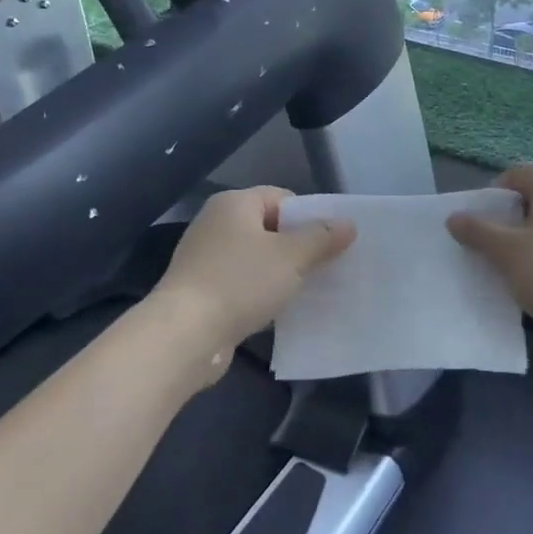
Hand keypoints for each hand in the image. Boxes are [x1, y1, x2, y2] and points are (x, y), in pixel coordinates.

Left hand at [152, 186, 353, 371]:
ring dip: (280, 273)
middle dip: (298, 247)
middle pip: (269, 228)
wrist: (184, 335)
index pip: (282, 198)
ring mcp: (205, 258)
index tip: (331, 242)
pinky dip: (260, 293)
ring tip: (308, 291)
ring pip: (256, 258)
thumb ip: (322, 238)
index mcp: (234, 203)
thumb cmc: (240, 282)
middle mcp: (216, 223)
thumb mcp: (291, 257)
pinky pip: (241, 283)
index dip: (309, 217)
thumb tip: (348, 223)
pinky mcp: (201, 290)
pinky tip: (278, 310)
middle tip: (326, 267)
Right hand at [448, 164, 532, 361]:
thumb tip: (454, 216)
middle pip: (531, 199)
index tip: (478, 226)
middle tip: (488, 249)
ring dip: (523, 244)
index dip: (491, 196)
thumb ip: (477, 231)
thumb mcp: (507, 252)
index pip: (515, 174)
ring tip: (508, 271)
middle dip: (505, 222)